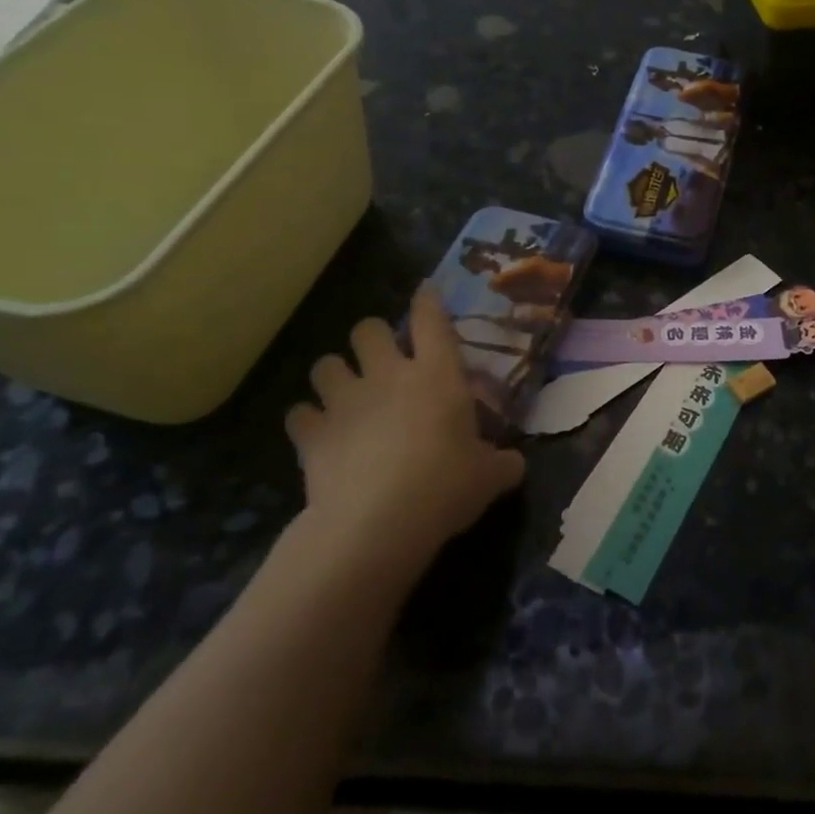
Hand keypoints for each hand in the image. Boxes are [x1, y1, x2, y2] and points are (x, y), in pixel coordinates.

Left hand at [285, 287, 524, 579]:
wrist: (377, 523)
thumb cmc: (445, 487)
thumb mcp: (490, 478)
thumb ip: (504, 463)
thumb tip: (515, 464)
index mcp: (437, 376)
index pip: (432, 321)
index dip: (428, 300)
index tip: (425, 291)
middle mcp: (388, 376)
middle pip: (368, 329)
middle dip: (372, 338)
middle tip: (381, 360)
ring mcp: (345, 401)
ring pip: (325, 364)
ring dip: (335, 375)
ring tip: (343, 394)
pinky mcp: (312, 432)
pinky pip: (299, 413)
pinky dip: (308, 421)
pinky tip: (318, 435)